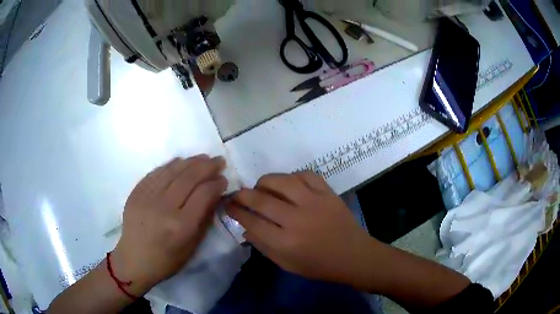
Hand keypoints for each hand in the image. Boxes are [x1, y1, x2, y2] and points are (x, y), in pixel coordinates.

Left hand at [111, 155, 227, 295]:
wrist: (134, 260)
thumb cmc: (167, 260)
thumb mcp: (192, 246)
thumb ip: (204, 218)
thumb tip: (215, 195)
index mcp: (181, 225)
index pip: (203, 194)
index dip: (216, 183)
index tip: (223, 179)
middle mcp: (164, 207)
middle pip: (189, 177)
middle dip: (207, 166)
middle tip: (218, 160)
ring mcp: (147, 197)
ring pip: (172, 170)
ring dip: (190, 161)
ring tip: (202, 158)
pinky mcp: (136, 192)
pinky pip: (156, 172)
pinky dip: (170, 165)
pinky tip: (179, 162)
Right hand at [226, 172, 374, 284]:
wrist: (353, 256)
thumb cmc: (319, 265)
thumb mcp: (286, 264)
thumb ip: (263, 246)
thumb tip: (244, 228)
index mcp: (285, 243)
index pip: (251, 222)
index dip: (235, 211)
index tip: (228, 205)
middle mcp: (297, 220)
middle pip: (261, 199)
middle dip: (243, 195)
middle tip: (237, 194)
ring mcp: (314, 202)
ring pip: (281, 181)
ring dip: (265, 182)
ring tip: (261, 187)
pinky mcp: (328, 193)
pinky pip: (305, 175)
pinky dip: (292, 176)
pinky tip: (288, 184)